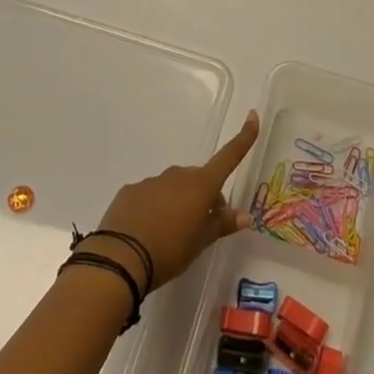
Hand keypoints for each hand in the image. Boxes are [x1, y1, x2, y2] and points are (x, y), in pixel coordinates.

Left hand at [87, 110, 260, 293]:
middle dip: (204, 197)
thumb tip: (245, 216)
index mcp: (200, 185)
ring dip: (178, 203)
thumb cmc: (170, 251)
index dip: (243, 137)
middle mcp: (178, 175)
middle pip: (199, 180)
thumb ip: (222, 225)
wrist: (120, 258)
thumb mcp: (200, 242)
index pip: (228, 157)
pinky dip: (154, 208)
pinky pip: (150, 195)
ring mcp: (152, 181)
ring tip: (170, 235)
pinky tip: (147, 232)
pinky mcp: (131, 191)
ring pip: (174, 187)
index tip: (252, 115)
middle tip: (201, 227)